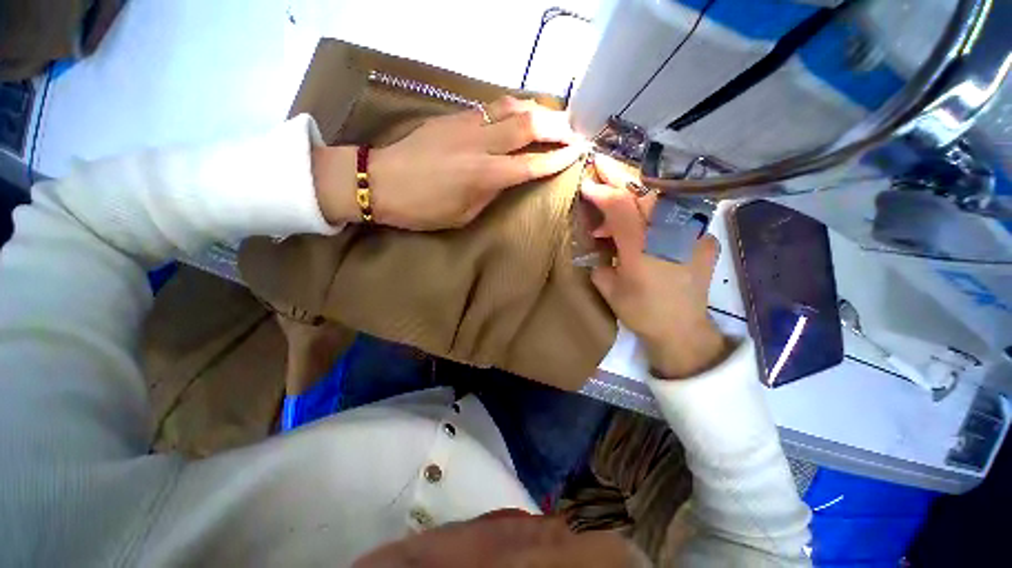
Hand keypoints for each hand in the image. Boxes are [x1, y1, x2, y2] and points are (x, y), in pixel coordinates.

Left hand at [313, 97, 584, 230]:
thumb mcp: (463, 214)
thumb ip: (490, 192)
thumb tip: (508, 177)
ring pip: (512, 106)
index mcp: (483, 175)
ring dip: (539, 110)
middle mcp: (480, 144)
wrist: (381, 181)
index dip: (557, 159)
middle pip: (529, 125)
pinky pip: (493, 106)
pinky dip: (515, 107)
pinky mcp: (455, 116)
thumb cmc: (423, 209)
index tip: (576, 154)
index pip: (531, 164)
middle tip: (574, 132)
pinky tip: (523, 112)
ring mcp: (467, 124)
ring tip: (555, 117)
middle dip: (557, 127)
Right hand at [581, 156, 729, 379]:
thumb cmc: (641, 312)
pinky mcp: (705, 238)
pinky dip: (658, 211)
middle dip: (620, 177)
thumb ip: (601, 261)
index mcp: (641, 249)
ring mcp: (694, 234)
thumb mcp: (609, 289)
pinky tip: (648, 224)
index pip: (620, 207)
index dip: (602, 192)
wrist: (683, 330)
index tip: (587, 184)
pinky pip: (679, 213)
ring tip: (619, 212)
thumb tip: (601, 245)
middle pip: (645, 193)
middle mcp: (670, 235)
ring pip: (662, 199)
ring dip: (637, 197)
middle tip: (603, 167)